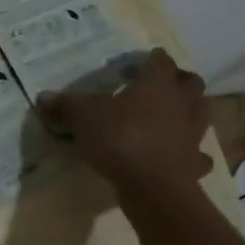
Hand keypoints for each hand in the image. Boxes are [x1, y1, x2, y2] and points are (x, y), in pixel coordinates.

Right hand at [38, 48, 213, 192]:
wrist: (153, 186)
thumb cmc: (119, 138)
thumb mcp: (82, 117)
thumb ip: (65, 105)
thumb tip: (44, 96)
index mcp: (157, 84)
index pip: (161, 61)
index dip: (152, 58)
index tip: (142, 60)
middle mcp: (182, 103)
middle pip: (191, 83)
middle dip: (179, 80)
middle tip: (160, 84)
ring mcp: (193, 133)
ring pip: (200, 114)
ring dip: (188, 111)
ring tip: (169, 115)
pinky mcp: (195, 162)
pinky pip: (197, 153)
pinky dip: (190, 151)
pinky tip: (177, 153)